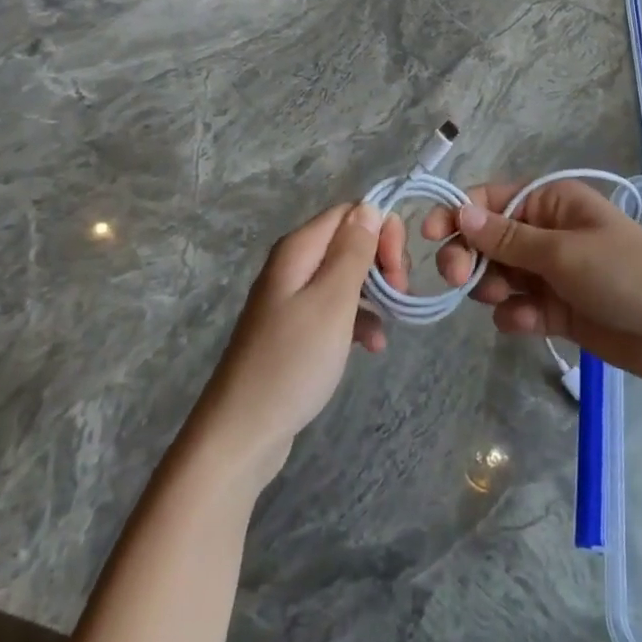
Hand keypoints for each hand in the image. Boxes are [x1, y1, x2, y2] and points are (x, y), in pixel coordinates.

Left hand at [192, 203, 403, 483]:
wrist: (242, 433)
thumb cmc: (292, 361)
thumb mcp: (332, 301)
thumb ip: (353, 251)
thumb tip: (369, 207)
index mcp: (299, 249)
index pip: (351, 212)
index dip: (382, 231)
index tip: (399, 268)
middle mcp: (294, 265)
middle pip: (351, 241)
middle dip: (382, 262)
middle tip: (400, 293)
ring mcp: (293, 298)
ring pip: (348, 276)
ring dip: (376, 294)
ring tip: (390, 325)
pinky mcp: (296, 329)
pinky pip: (337, 309)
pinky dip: (359, 321)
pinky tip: (373, 346)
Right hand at [423, 180, 641, 386]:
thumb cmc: (623, 274)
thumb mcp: (562, 251)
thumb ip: (508, 238)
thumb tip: (460, 212)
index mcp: (552, 202)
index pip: (492, 199)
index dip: (459, 213)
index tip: (430, 236)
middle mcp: (547, 231)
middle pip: (488, 239)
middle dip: (470, 257)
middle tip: (456, 279)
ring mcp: (551, 272)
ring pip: (498, 275)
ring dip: (493, 288)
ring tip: (506, 301)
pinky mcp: (555, 308)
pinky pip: (518, 306)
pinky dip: (515, 315)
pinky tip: (529, 323)